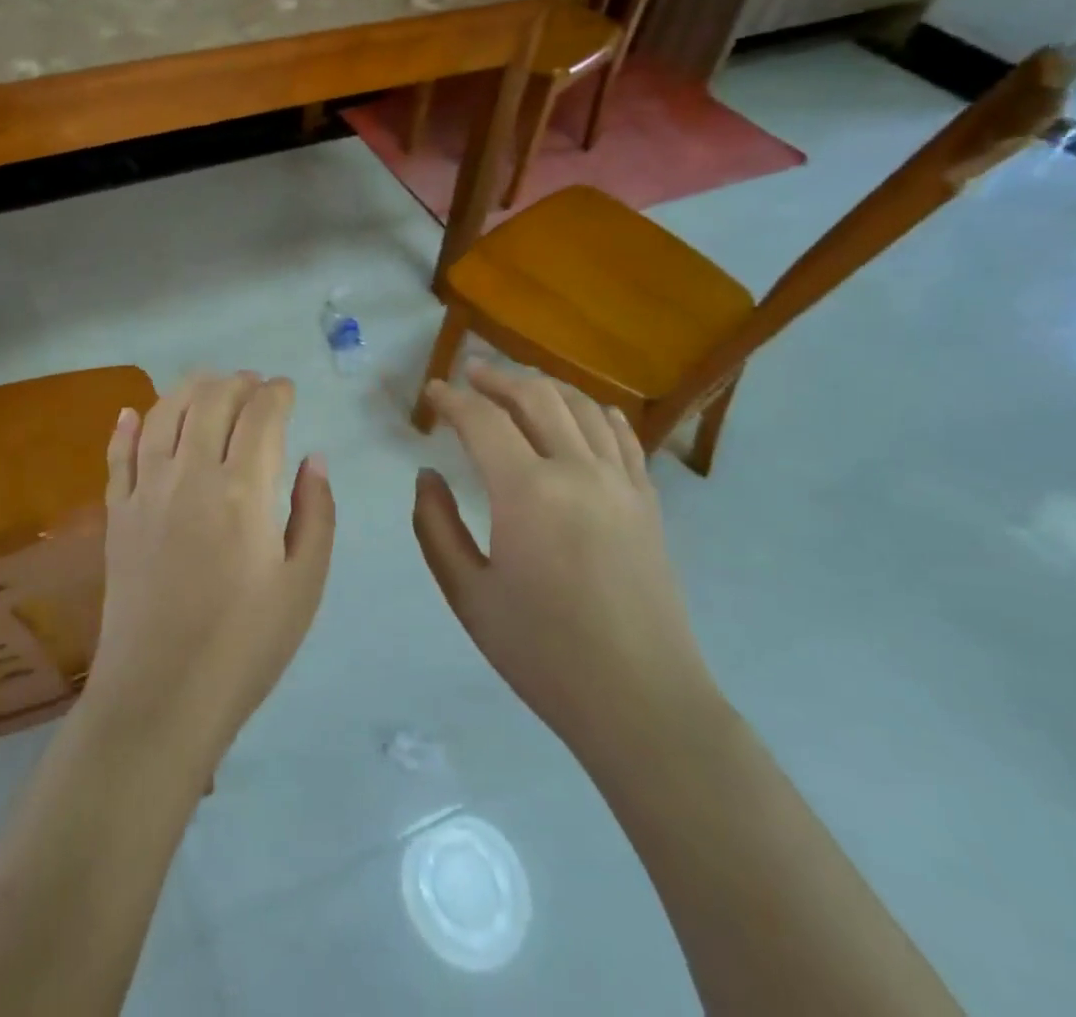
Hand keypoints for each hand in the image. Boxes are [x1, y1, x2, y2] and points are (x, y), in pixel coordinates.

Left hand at [85, 373, 334, 763]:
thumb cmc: (246, 645)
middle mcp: (191, 475)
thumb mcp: (304, 584)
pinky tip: (130, 411)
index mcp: (244, 490)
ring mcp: (146, 491)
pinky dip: (125, 426)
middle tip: (253, 384)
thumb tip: (313, 458)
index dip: (277, 393)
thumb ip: (315, 513)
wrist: (161, 694)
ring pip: (162, 415)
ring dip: (187, 389)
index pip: (261, 416)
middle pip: (211, 401)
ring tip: (207, 382)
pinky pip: (117, 455)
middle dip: (236, 383)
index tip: (287, 389)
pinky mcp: (117, 514)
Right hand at [413, 362, 721, 773]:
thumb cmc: (544, 654)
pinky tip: (577, 414)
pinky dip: (592, 410)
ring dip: (543, 385)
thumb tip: (427, 476)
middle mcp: (578, 471)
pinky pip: (621, 433)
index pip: (482, 420)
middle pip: (536, 396)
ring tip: (515, 385)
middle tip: (468, 374)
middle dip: (497, 377)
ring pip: (582, 405)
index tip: (431, 393)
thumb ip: (436, 527)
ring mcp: (621, 482)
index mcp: (528, 493)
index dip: (451, 400)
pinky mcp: (647, 500)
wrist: (642, 701)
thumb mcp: (468, 595)